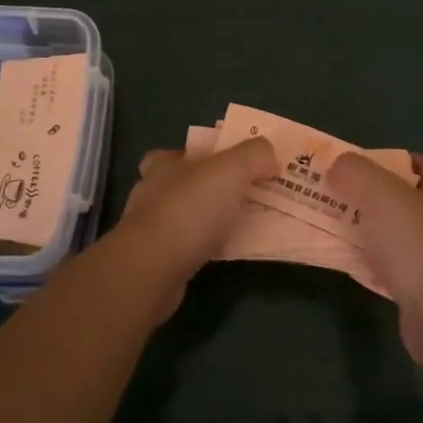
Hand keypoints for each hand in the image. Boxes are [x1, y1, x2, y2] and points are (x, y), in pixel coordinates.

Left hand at [112, 136, 276, 280]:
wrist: (152, 270)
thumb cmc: (189, 210)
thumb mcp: (231, 169)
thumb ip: (254, 155)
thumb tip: (270, 159)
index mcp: (165, 164)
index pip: (184, 151)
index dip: (209, 154)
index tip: (236, 164)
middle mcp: (154, 192)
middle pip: (187, 183)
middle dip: (213, 188)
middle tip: (248, 194)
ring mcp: (152, 228)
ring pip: (189, 216)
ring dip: (213, 219)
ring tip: (246, 223)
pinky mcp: (157, 260)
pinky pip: (191, 246)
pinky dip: (209, 246)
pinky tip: (230, 251)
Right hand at [325, 152, 422, 359]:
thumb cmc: (415, 243)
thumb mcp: (380, 192)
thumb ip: (355, 172)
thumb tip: (337, 166)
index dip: (395, 159)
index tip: (362, 162)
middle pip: (404, 201)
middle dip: (371, 195)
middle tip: (337, 192)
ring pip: (393, 236)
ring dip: (367, 230)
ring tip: (334, 225)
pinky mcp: (420, 293)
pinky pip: (388, 269)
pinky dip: (367, 263)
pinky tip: (344, 262)